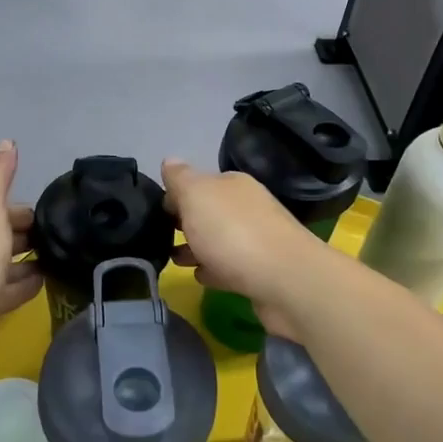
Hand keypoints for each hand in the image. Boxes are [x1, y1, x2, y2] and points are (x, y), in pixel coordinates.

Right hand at [160, 158, 326, 334]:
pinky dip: (214, 269)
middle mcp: (248, 207)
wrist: (286, 280)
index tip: (156, 212)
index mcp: (233, 184)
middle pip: (210, 211)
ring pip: (219, 240)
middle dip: (186, 222)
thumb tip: (169, 160)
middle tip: (160, 236)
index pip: (199, 183)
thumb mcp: (197, 195)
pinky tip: (200, 277)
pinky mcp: (262, 272)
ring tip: (174, 260)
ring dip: (197, 247)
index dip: (176, 195)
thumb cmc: (233, 232)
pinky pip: (230, 267)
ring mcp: (258, 240)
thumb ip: (181, 178)